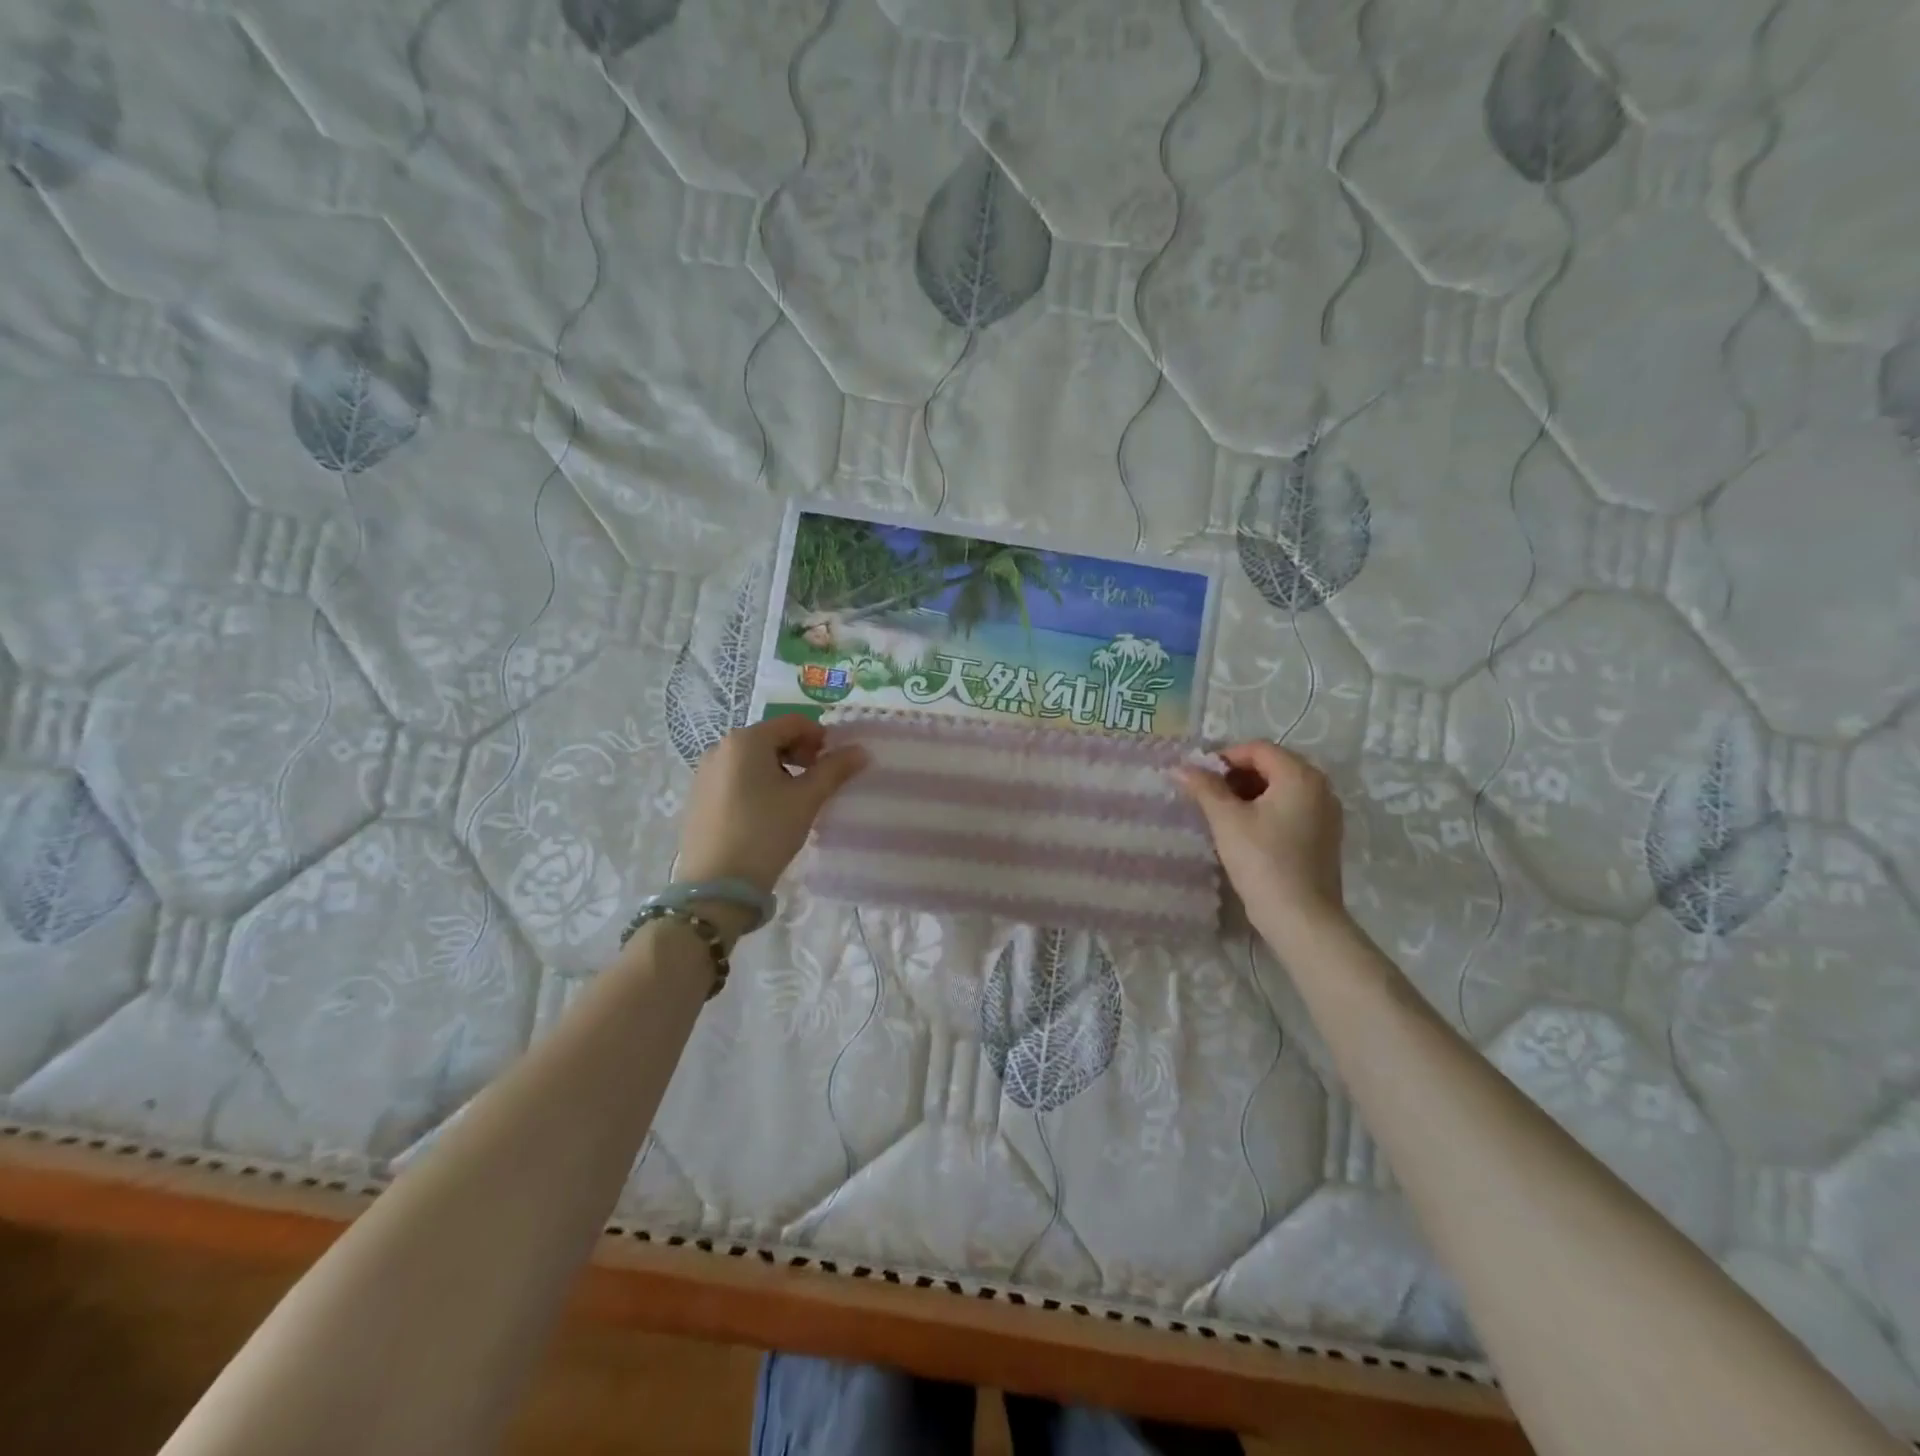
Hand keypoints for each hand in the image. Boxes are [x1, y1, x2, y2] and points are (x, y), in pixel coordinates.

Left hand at [674, 716, 866, 920]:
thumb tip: (861, 751)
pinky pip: (735, 777)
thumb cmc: (765, 832)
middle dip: (800, 754)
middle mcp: (720, 748)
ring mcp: (705, 772)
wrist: (716, 885)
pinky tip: (767, 813)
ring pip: (753, 759)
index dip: (820, 737)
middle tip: (818, 782)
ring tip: (795, 800)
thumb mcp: (806, 800)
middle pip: (771, 738)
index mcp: (746, 740)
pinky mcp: (698, 796)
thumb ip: (835, 769)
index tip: (836, 763)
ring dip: (780, 769)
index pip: (793, 723)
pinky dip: (757, 784)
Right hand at [1174, 741, 1346, 937]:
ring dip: (1249, 793)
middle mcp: (1320, 787)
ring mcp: (1326, 813)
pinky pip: (1291, 809)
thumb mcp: (1226, 820)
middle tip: (1207, 795)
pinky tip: (1244, 831)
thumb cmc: (1262, 861)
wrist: (1301, 917)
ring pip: (1281, 788)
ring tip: (1221, 814)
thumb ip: (1204, 787)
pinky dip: (1266, 810)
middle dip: (1236, 775)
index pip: (1257, 749)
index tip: (1198, 777)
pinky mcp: (1324, 836)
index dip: (1224, 757)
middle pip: (1272, 766)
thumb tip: (1180, 767)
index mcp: (1300, 776)